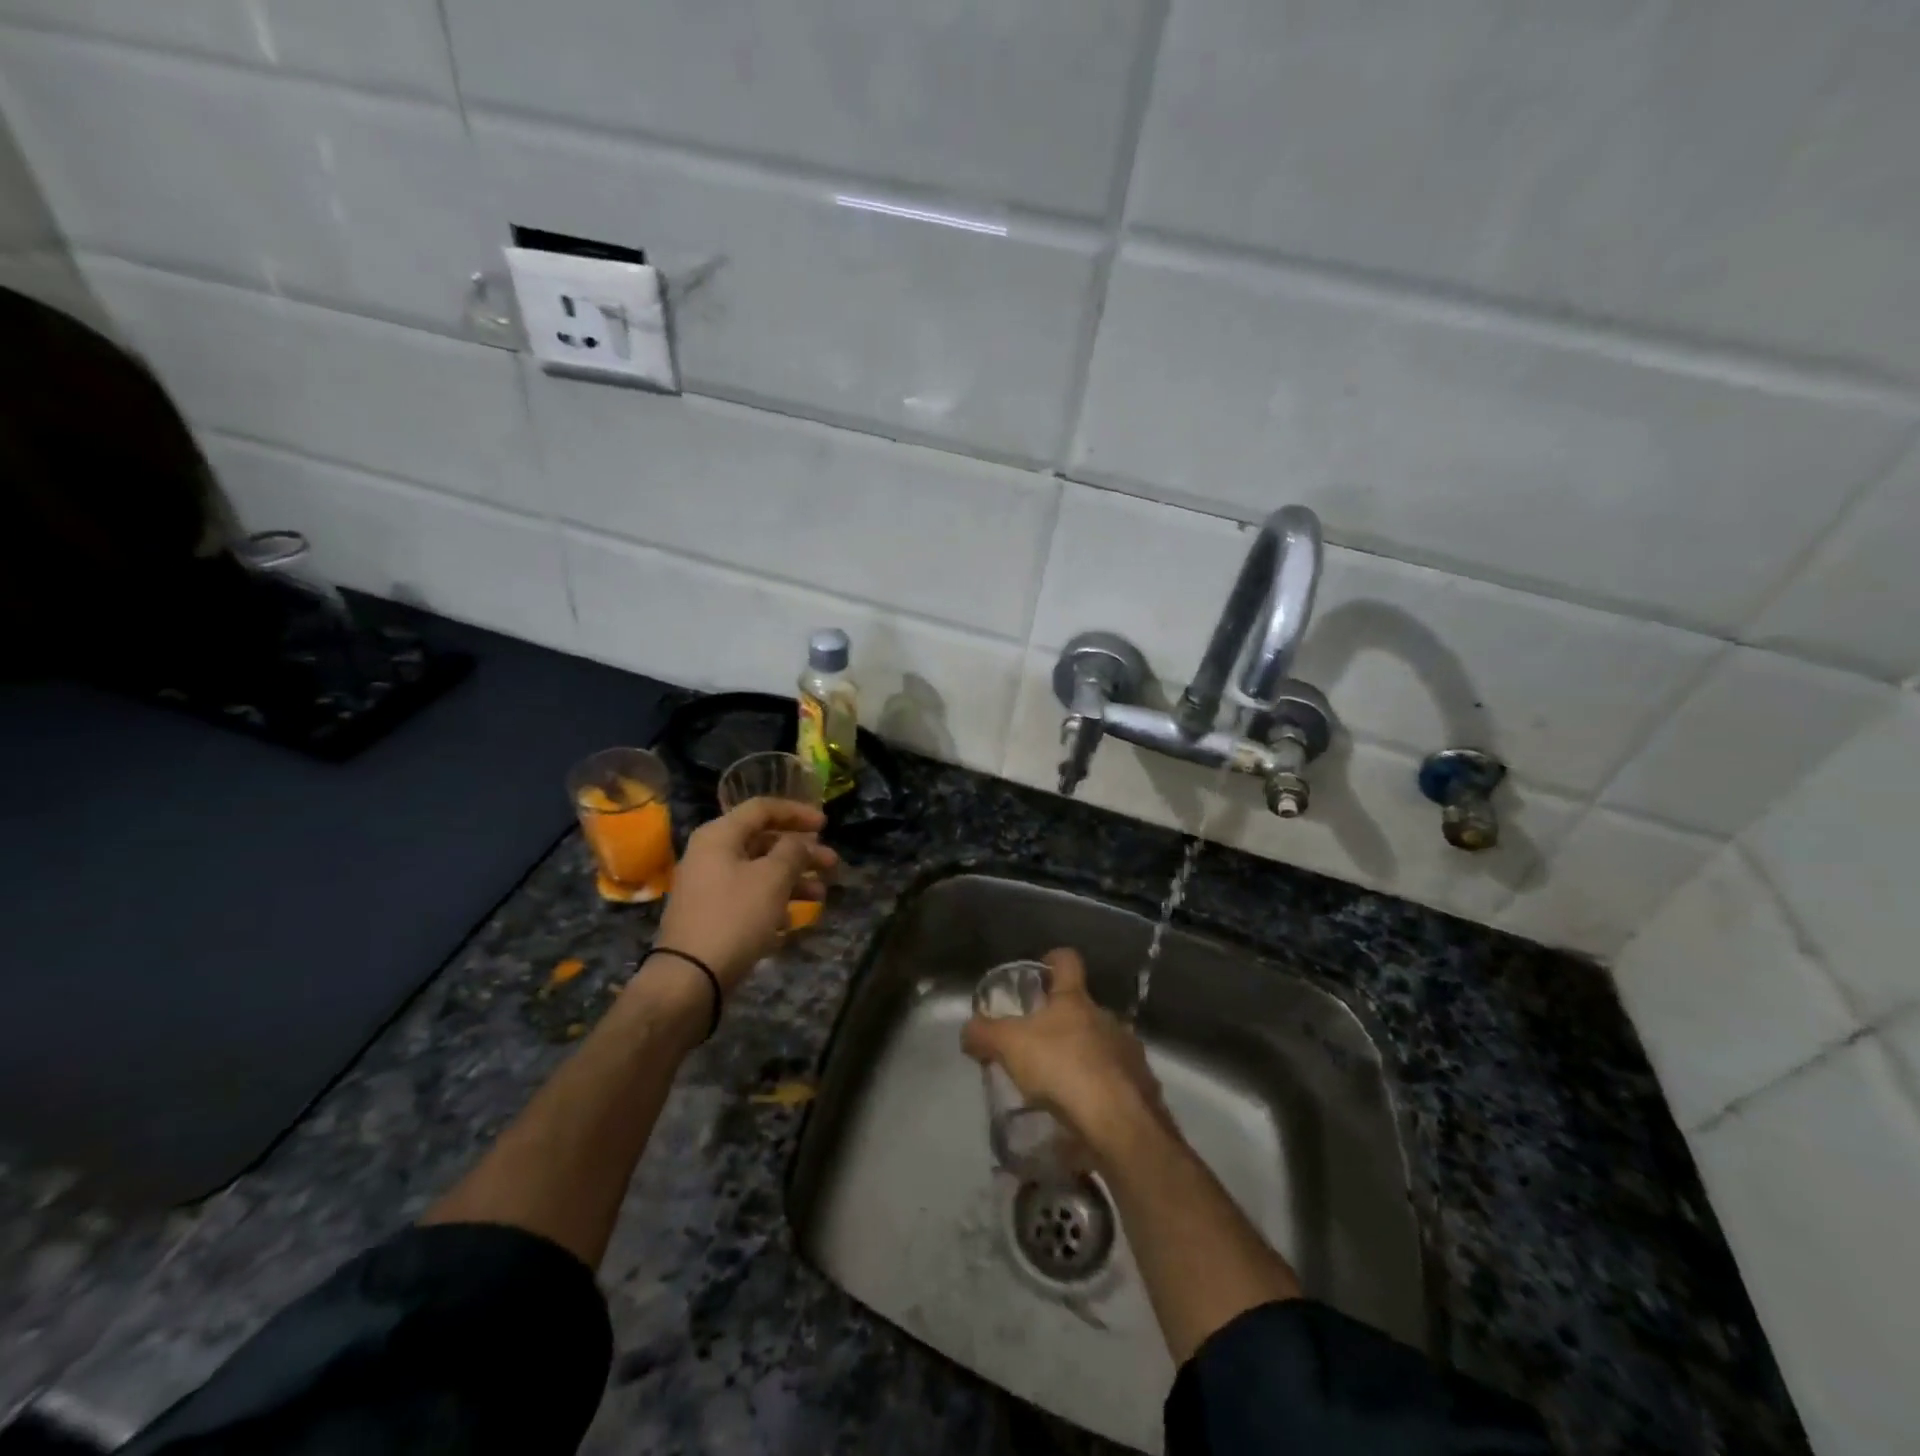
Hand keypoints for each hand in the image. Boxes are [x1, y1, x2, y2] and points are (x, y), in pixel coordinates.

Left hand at [653, 799, 836, 994]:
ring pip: (759, 872)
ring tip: (820, 896)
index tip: (826, 825)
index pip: (762, 809)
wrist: (690, 978)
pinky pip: (749, 898)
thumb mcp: (772, 878)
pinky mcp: (711, 916)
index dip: (797, 813)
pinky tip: (792, 921)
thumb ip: (793, 852)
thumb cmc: (735, 917)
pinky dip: (774, 902)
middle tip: (832, 865)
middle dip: (801, 852)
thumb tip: (800, 843)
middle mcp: (710, 855)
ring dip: (793, 879)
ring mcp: (708, 887)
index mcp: (719, 836)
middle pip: (763, 842)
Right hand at [961, 948, 1170, 1164]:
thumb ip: (984, 1033)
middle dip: (1063, 1022)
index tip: (1041, 969)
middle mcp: (1106, 1018)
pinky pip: (1115, 1082)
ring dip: (1083, 1058)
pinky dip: (1099, 1091)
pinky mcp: (1142, 1088)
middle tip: (1038, 1044)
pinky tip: (1082, 1113)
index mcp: (1075, 1000)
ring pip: (1101, 1045)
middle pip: (1083, 1008)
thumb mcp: (1009, 1046)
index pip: (1067, 961)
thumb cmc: (1062, 1068)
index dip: (1053, 960)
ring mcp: (1128, 1052)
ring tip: (1059, 1085)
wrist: (1120, 1122)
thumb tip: (968, 1029)